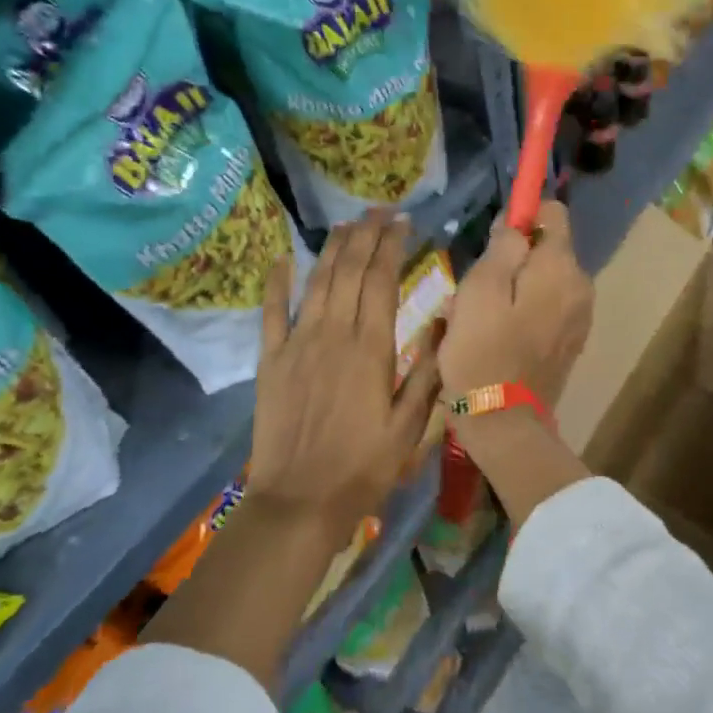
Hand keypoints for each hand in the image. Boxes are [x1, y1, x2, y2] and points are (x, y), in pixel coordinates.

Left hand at [247, 211, 440, 548]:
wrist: (298, 501)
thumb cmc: (362, 467)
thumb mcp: (410, 427)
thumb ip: (427, 373)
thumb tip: (441, 324)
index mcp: (371, 348)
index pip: (381, 280)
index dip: (392, 246)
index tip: (402, 223)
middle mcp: (333, 334)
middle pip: (349, 271)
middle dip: (365, 235)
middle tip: (378, 211)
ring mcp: (297, 343)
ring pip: (317, 282)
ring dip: (332, 248)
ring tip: (347, 224)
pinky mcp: (271, 359)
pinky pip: (272, 312)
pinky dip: (277, 283)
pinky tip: (283, 259)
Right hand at [439, 201, 593, 407]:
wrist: (504, 423)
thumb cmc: (483, 351)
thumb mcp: (480, 289)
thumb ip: (503, 247)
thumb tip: (518, 223)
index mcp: (561, 268)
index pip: (554, 213)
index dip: (522, 216)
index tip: (494, 239)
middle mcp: (581, 286)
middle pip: (545, 250)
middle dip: (511, 259)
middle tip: (475, 289)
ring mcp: (580, 316)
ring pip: (542, 280)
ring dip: (513, 287)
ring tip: (480, 316)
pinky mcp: (571, 341)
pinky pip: (546, 307)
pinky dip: (523, 310)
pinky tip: (496, 334)